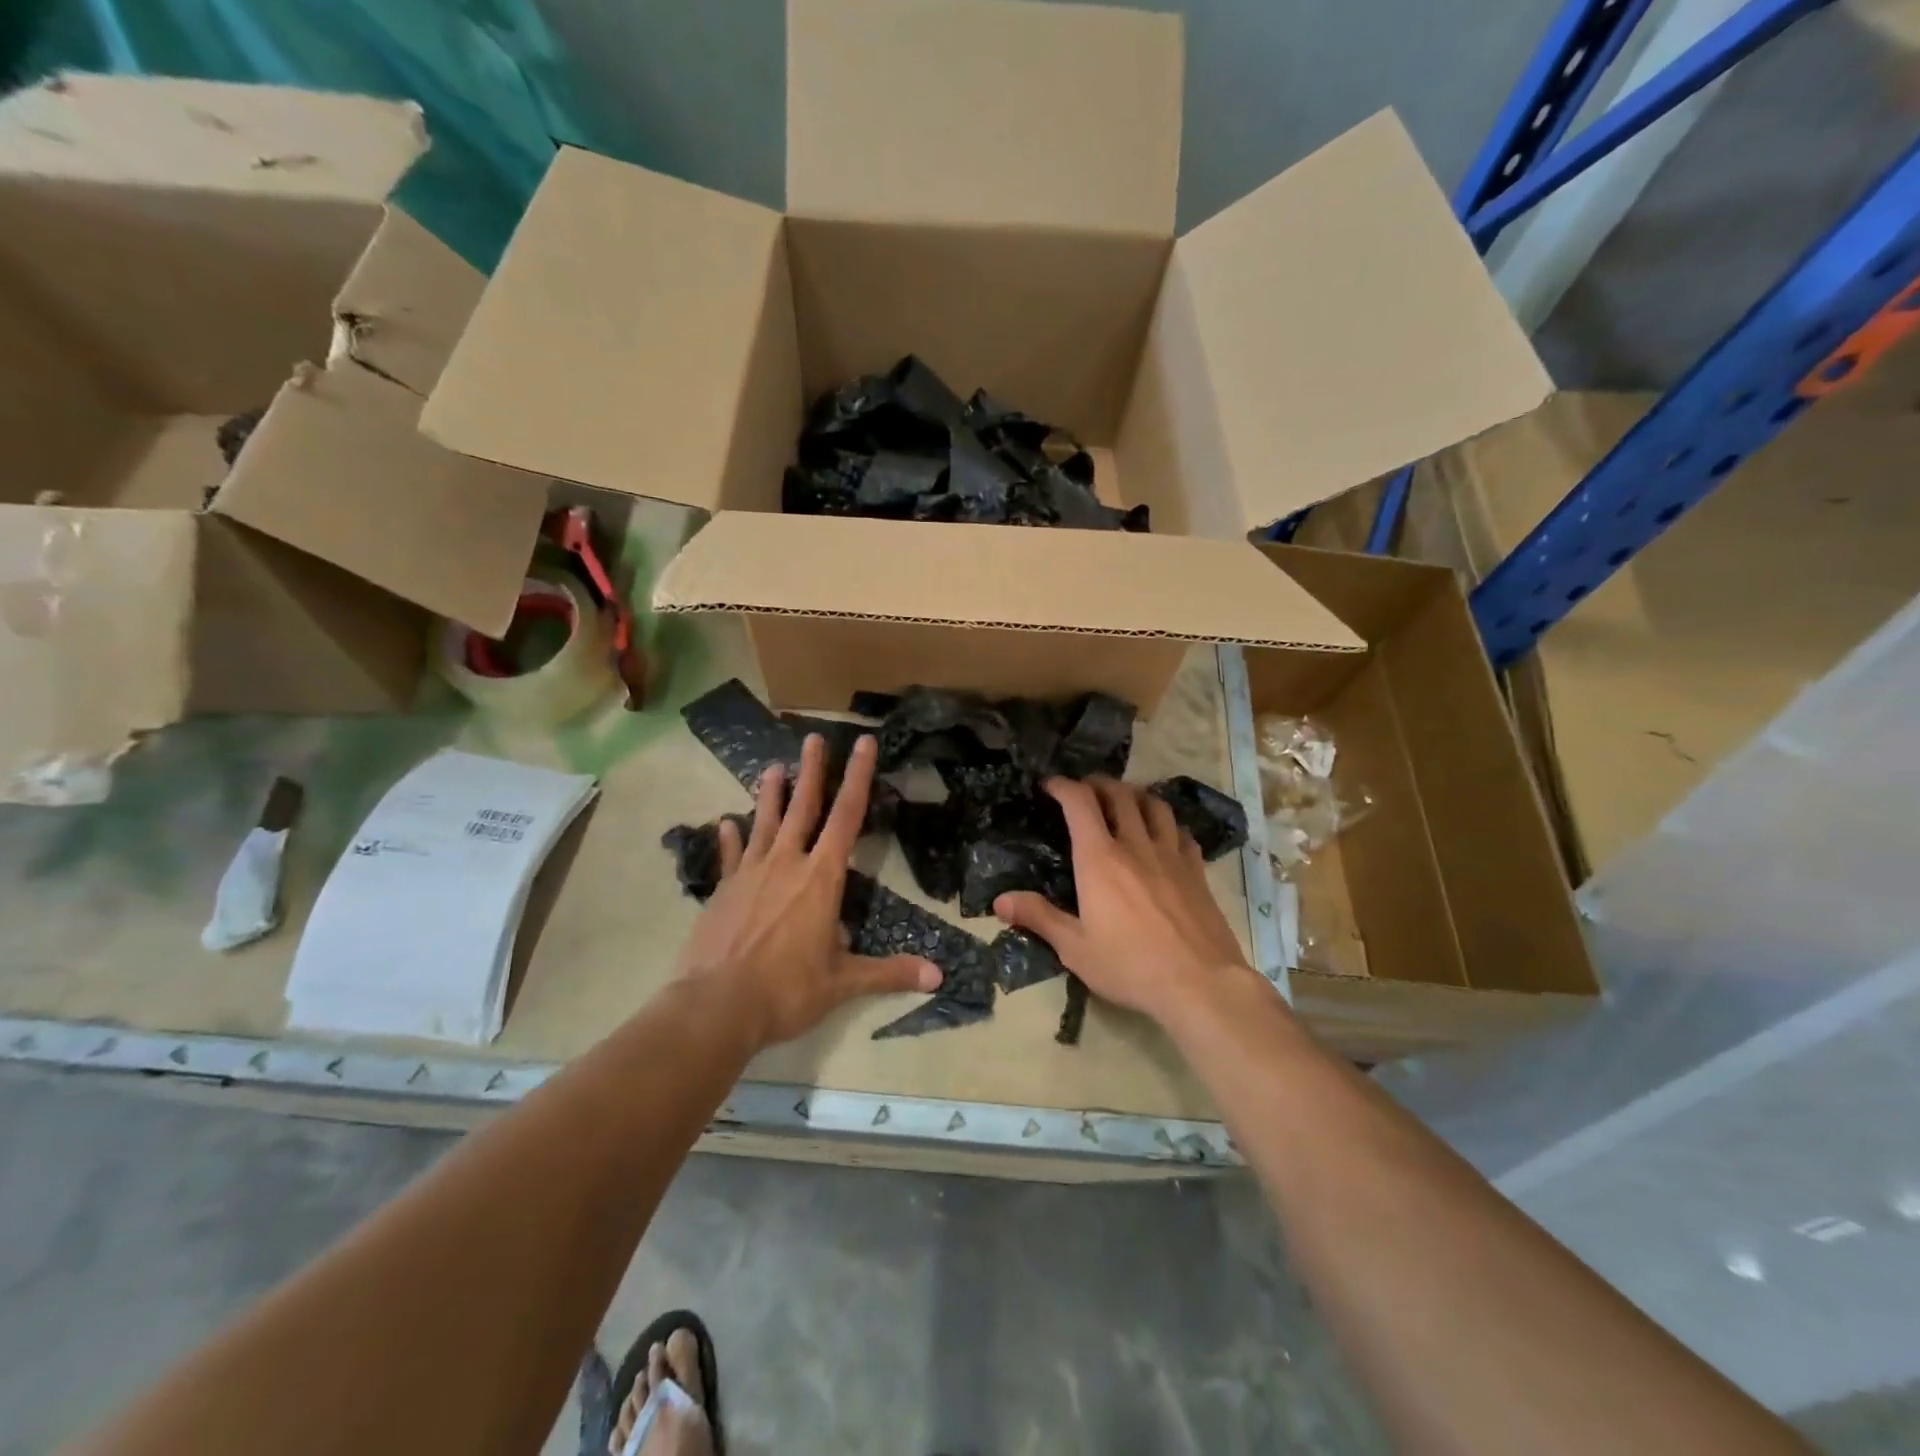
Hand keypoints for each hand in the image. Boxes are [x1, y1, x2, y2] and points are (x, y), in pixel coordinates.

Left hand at [677, 732, 941, 1048]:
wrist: (716, 1007)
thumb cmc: (787, 990)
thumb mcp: (843, 983)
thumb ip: (889, 973)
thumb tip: (938, 976)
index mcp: (821, 877)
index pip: (847, 817)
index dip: (859, 778)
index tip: (864, 744)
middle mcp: (787, 863)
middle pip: (803, 807)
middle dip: (813, 771)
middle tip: (814, 737)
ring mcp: (751, 874)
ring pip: (765, 823)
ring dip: (771, 794)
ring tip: (773, 767)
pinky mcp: (724, 890)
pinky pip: (731, 856)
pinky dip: (731, 839)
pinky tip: (726, 823)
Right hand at [994, 776, 1256, 1024]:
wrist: (1201, 983)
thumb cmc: (1130, 966)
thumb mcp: (1075, 948)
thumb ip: (1039, 918)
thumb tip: (1000, 900)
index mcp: (1099, 859)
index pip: (1079, 802)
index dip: (1063, 786)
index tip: (1050, 785)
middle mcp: (1135, 845)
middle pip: (1119, 794)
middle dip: (1098, 784)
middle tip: (1085, 789)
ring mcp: (1171, 855)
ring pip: (1155, 805)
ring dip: (1135, 795)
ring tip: (1125, 801)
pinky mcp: (1197, 871)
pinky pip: (1181, 832)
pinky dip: (1166, 823)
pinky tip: (1163, 835)